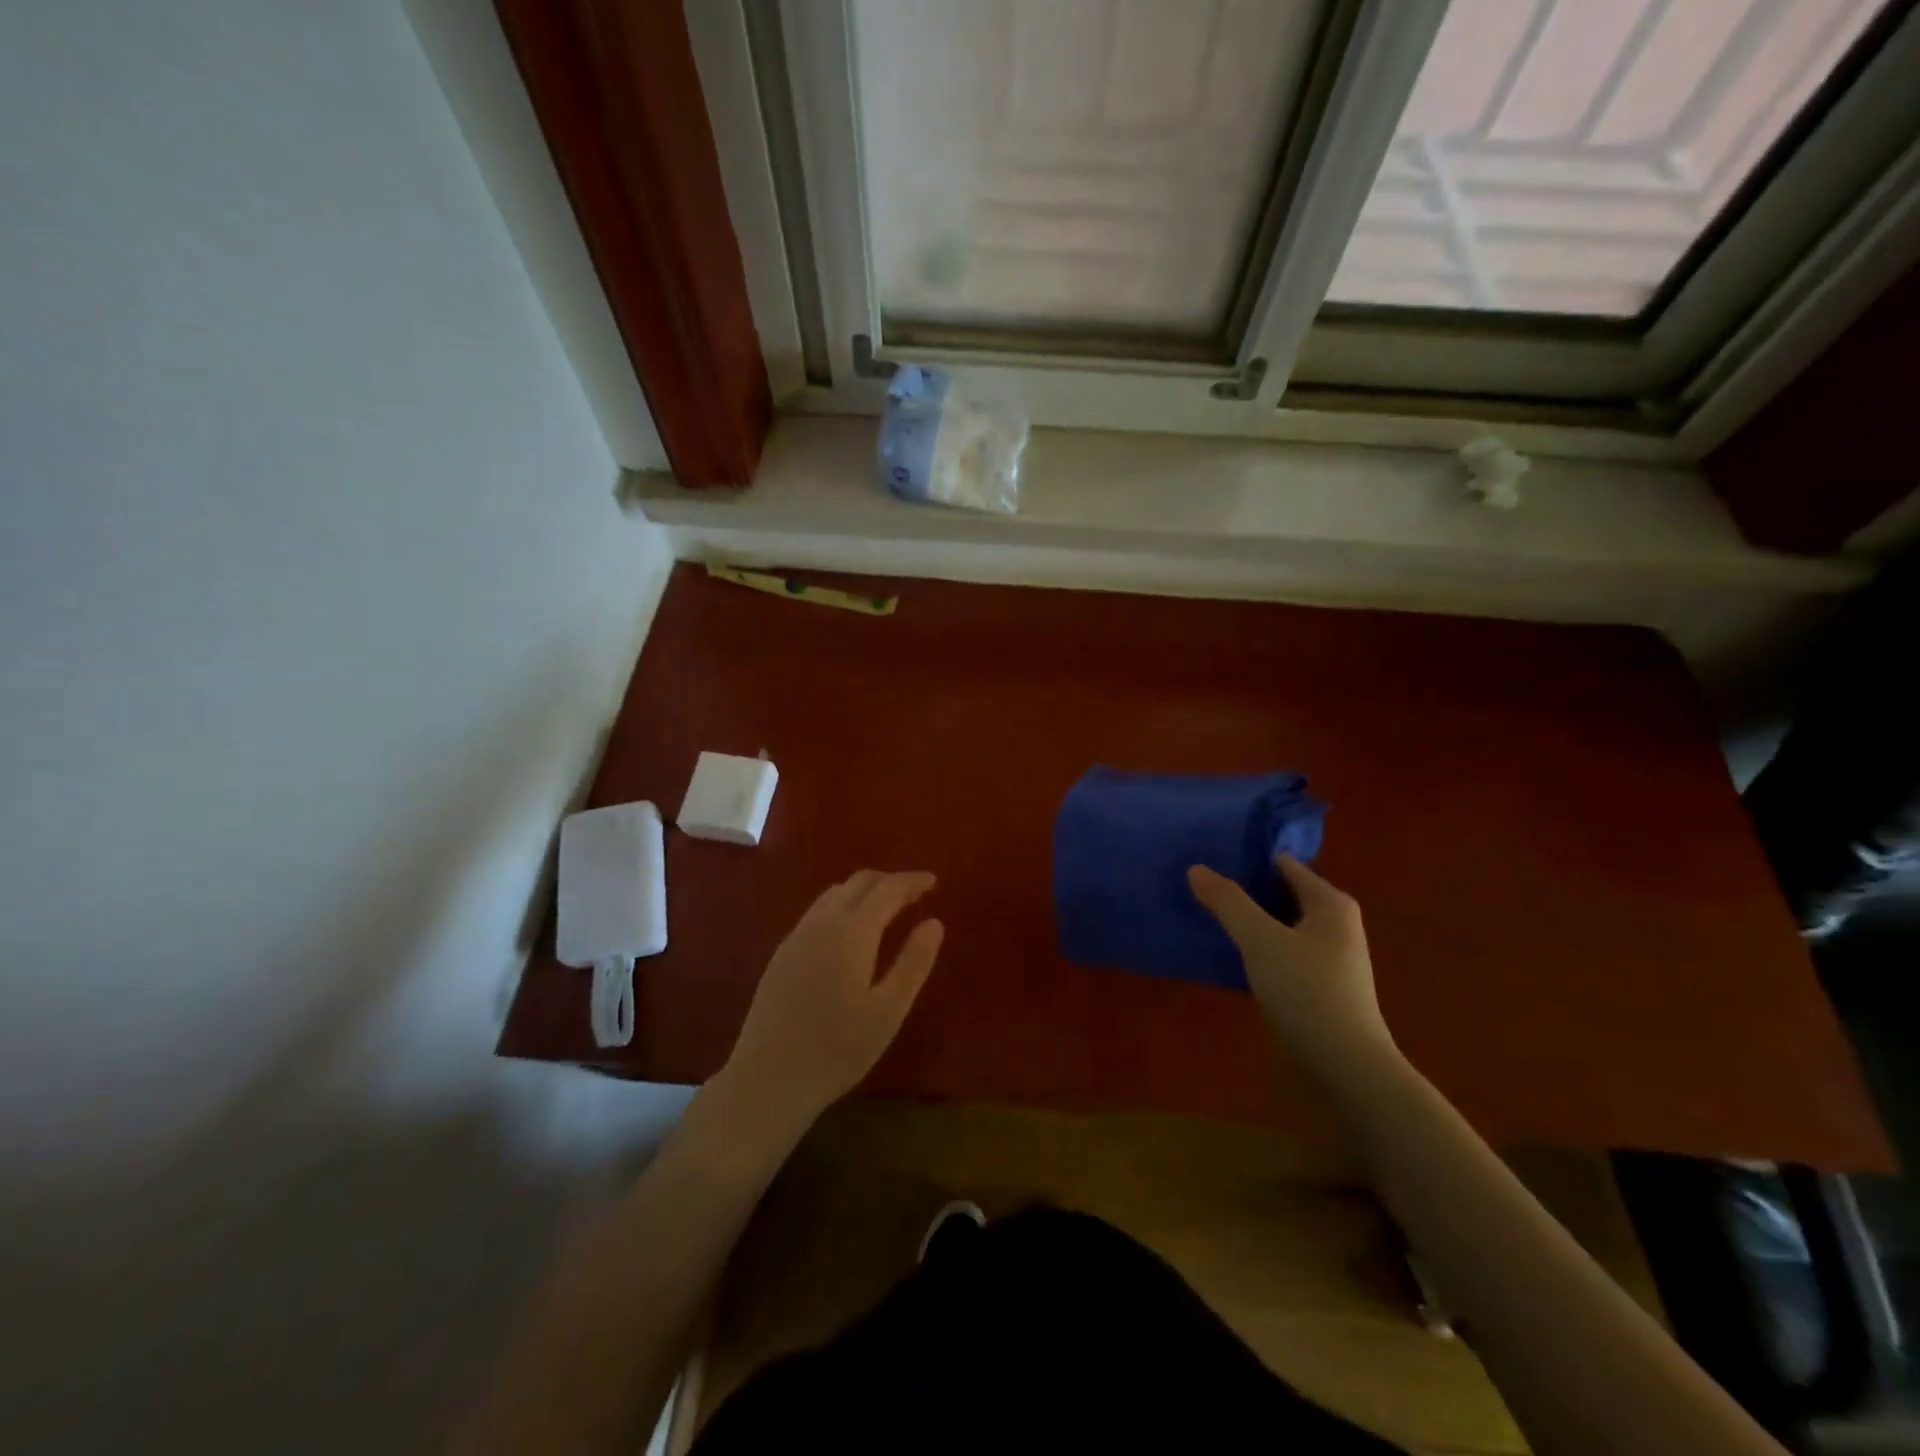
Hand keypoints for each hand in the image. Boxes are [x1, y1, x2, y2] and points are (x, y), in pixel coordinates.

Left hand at [724, 871, 944, 1128]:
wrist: (768, 1079)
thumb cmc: (837, 1049)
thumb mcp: (888, 1011)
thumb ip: (913, 963)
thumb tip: (934, 923)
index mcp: (851, 932)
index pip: (886, 889)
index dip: (911, 881)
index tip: (933, 881)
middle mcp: (821, 923)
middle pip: (858, 883)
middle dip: (889, 881)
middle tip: (915, 894)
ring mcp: (796, 937)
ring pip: (834, 894)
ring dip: (864, 891)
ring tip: (887, 908)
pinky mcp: (782, 954)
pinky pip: (818, 912)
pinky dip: (843, 906)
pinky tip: (850, 933)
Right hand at [1188, 855, 1395, 1079]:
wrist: (1346, 1068)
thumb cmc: (1307, 992)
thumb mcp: (1260, 940)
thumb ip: (1228, 902)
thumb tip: (1197, 868)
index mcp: (1330, 903)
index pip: (1284, 864)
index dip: (1249, 858)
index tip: (1211, 855)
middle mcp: (1335, 924)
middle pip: (1281, 894)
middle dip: (1245, 889)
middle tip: (1200, 884)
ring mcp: (1328, 957)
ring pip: (1279, 925)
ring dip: (1249, 920)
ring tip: (1206, 914)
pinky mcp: (1317, 986)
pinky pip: (1280, 952)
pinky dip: (1256, 948)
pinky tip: (1228, 953)